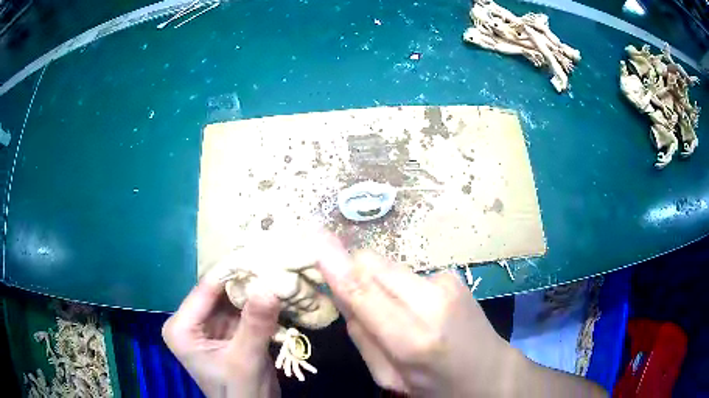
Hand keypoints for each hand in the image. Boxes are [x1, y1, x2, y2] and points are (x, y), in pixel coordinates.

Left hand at [162, 274, 280, 397]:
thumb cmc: (240, 392)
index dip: (232, 271)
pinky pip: (242, 308)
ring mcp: (208, 324)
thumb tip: (270, 286)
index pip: (205, 290)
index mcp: (181, 328)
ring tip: (279, 272)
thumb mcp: (245, 360)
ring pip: (232, 297)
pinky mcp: (226, 329)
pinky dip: (259, 303)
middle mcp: (190, 321)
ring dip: (254, 289)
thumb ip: (255, 324)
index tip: (260, 254)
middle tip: (274, 262)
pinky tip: (277, 292)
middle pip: (218, 291)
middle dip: (246, 279)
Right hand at [315, 235, 514, 395]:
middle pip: (373, 264)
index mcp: (411, 339)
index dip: (335, 262)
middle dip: (353, 271)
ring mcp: (447, 283)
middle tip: (353, 295)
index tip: (313, 235)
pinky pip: (409, 273)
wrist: (490, 372)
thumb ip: (361, 335)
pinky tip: (418, 308)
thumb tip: (340, 293)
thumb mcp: (388, 376)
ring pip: (389, 266)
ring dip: (378, 281)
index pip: (363, 291)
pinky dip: (401, 286)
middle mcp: (431, 302)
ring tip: (394, 311)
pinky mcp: (454, 276)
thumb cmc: (434, 385)